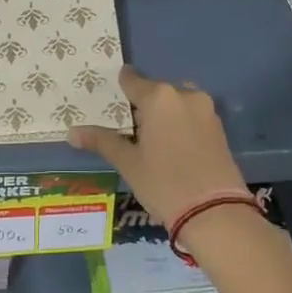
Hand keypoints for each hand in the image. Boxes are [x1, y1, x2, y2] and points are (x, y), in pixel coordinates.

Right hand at [68, 66, 247, 229]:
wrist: (214, 212)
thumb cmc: (163, 182)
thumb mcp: (128, 163)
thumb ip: (102, 141)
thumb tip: (71, 132)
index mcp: (159, 97)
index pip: (132, 80)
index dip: (120, 87)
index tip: (112, 97)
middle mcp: (185, 95)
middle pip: (157, 91)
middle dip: (143, 105)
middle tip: (129, 127)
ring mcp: (206, 111)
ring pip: (177, 103)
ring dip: (164, 114)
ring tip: (150, 139)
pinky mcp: (220, 128)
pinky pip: (193, 116)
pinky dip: (180, 124)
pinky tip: (172, 148)